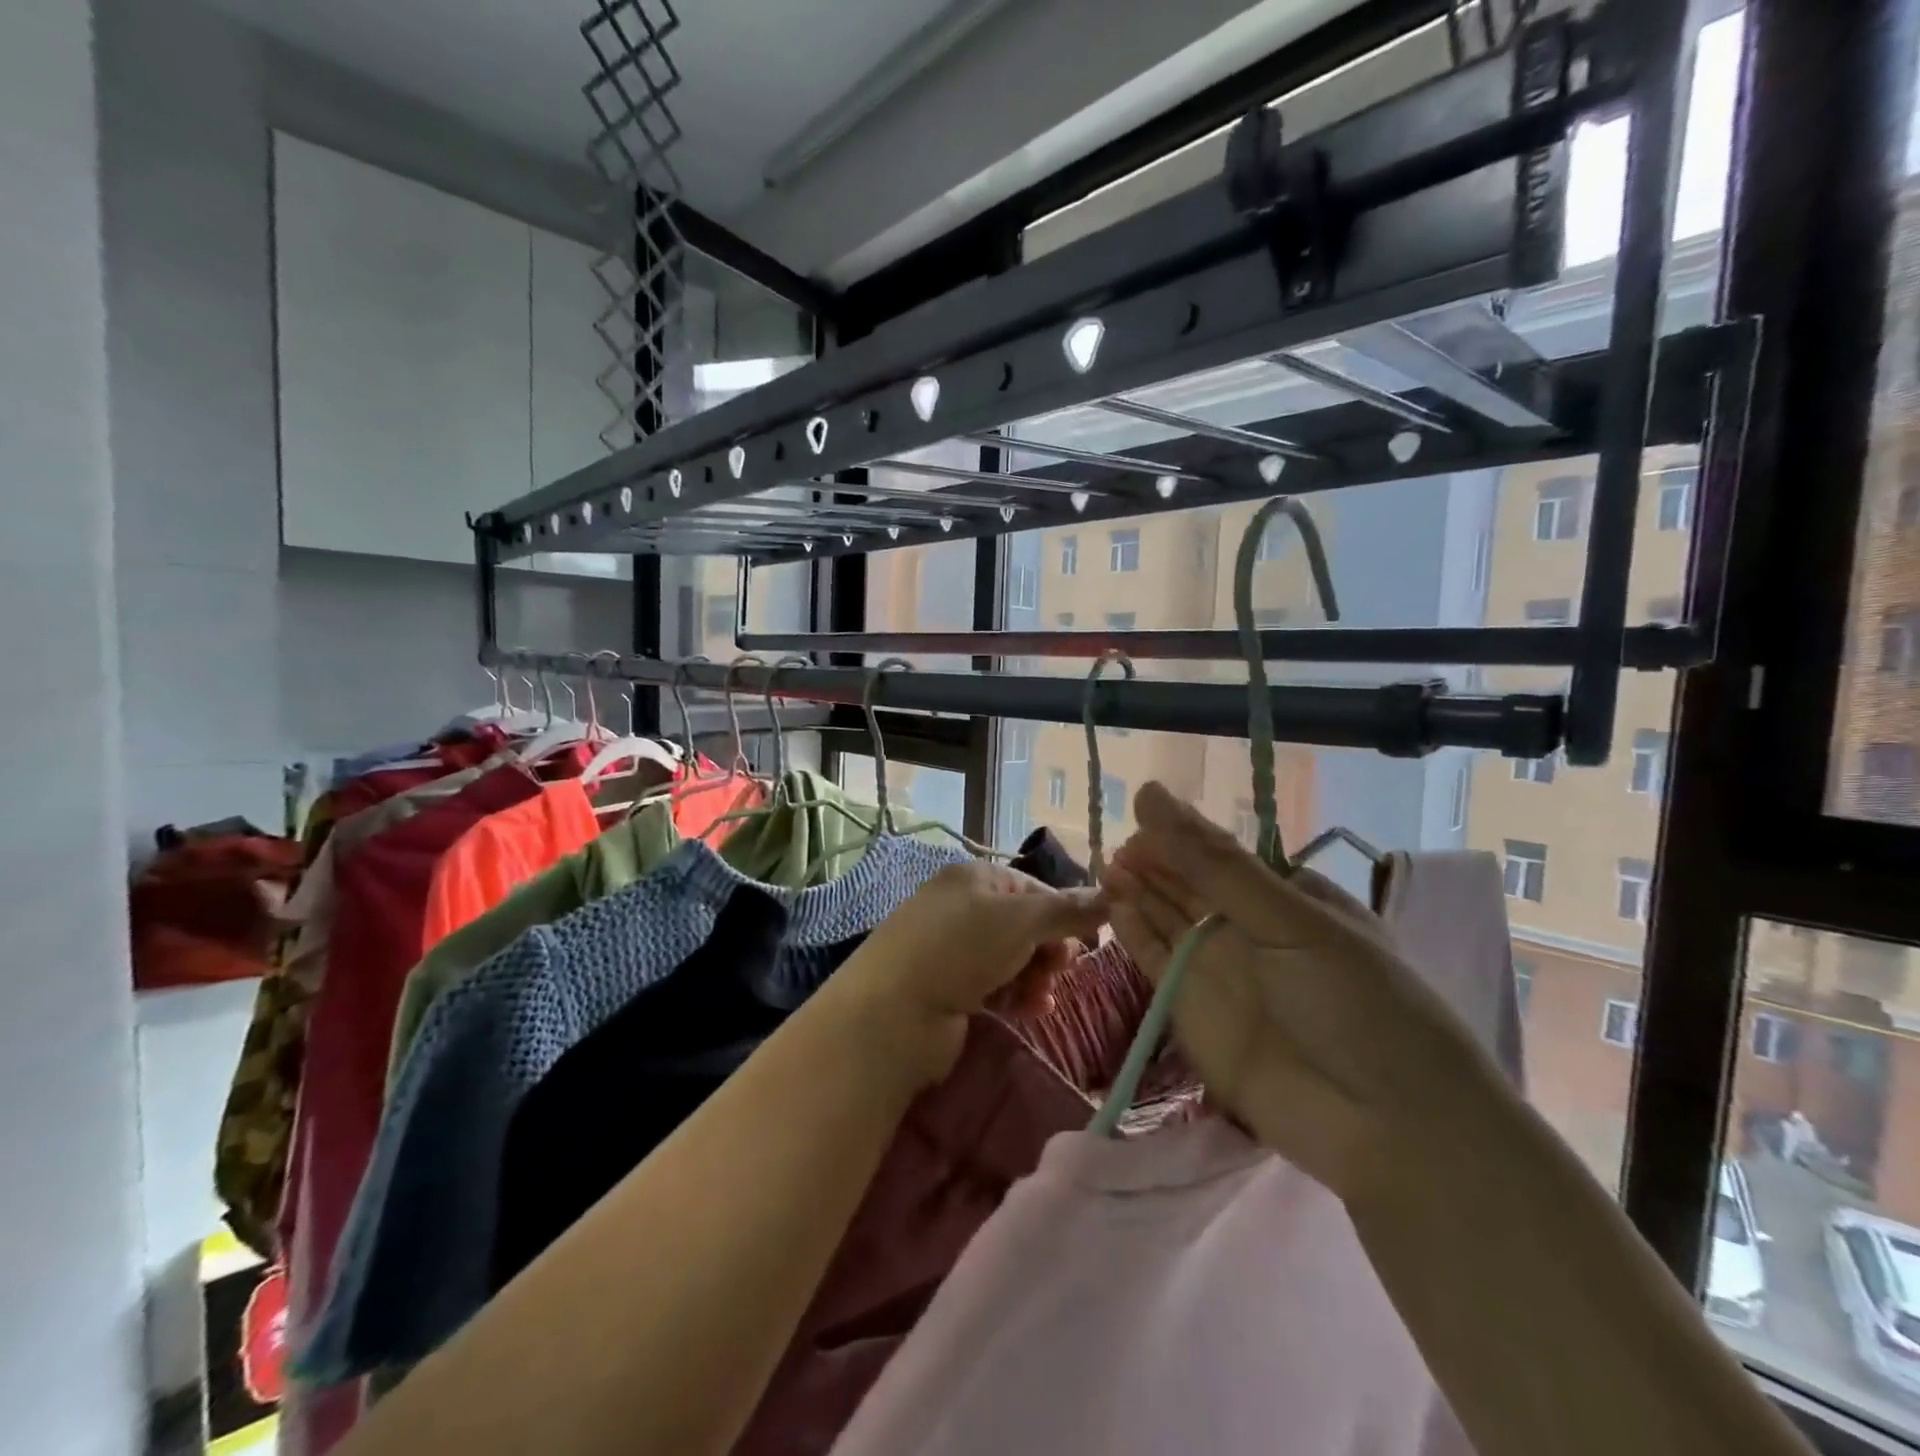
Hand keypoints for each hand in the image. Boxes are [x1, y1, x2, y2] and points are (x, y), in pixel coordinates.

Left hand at [827, 861, 1106, 1091]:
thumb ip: (1067, 910)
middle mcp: (962, 907)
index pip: (1033, 888)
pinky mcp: (948, 987)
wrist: (892, 1013)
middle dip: (1049, 949)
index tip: (1085, 941)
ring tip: (1042, 997)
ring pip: (1013, 958)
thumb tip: (1111, 895)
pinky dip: (1016, 995)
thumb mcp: (1020, 920)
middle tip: (1060, 970)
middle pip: (1024, 925)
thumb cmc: (959, 949)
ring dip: (1036, 976)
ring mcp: (952, 949)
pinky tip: (1031, 1010)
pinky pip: (995, 985)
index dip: (1063, 912)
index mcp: (974, 877)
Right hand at [1103, 782, 1507, 1207]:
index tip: (1142, 811)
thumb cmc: (1355, 1003)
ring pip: (1166, 918)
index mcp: (1289, 898)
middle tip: (1118, 843)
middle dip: (1155, 860)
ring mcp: (1219, 970)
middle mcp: (1251, 930)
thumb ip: (1214, 863)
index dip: (1182, 834)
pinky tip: (1112, 905)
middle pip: (1190, 884)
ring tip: (1106, 865)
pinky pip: (1154, 961)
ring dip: (1137, 891)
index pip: (1222, 855)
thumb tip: (1151, 793)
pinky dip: (1132, 933)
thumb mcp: (1290, 920)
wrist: (1385, 1128)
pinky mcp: (1191, 1009)